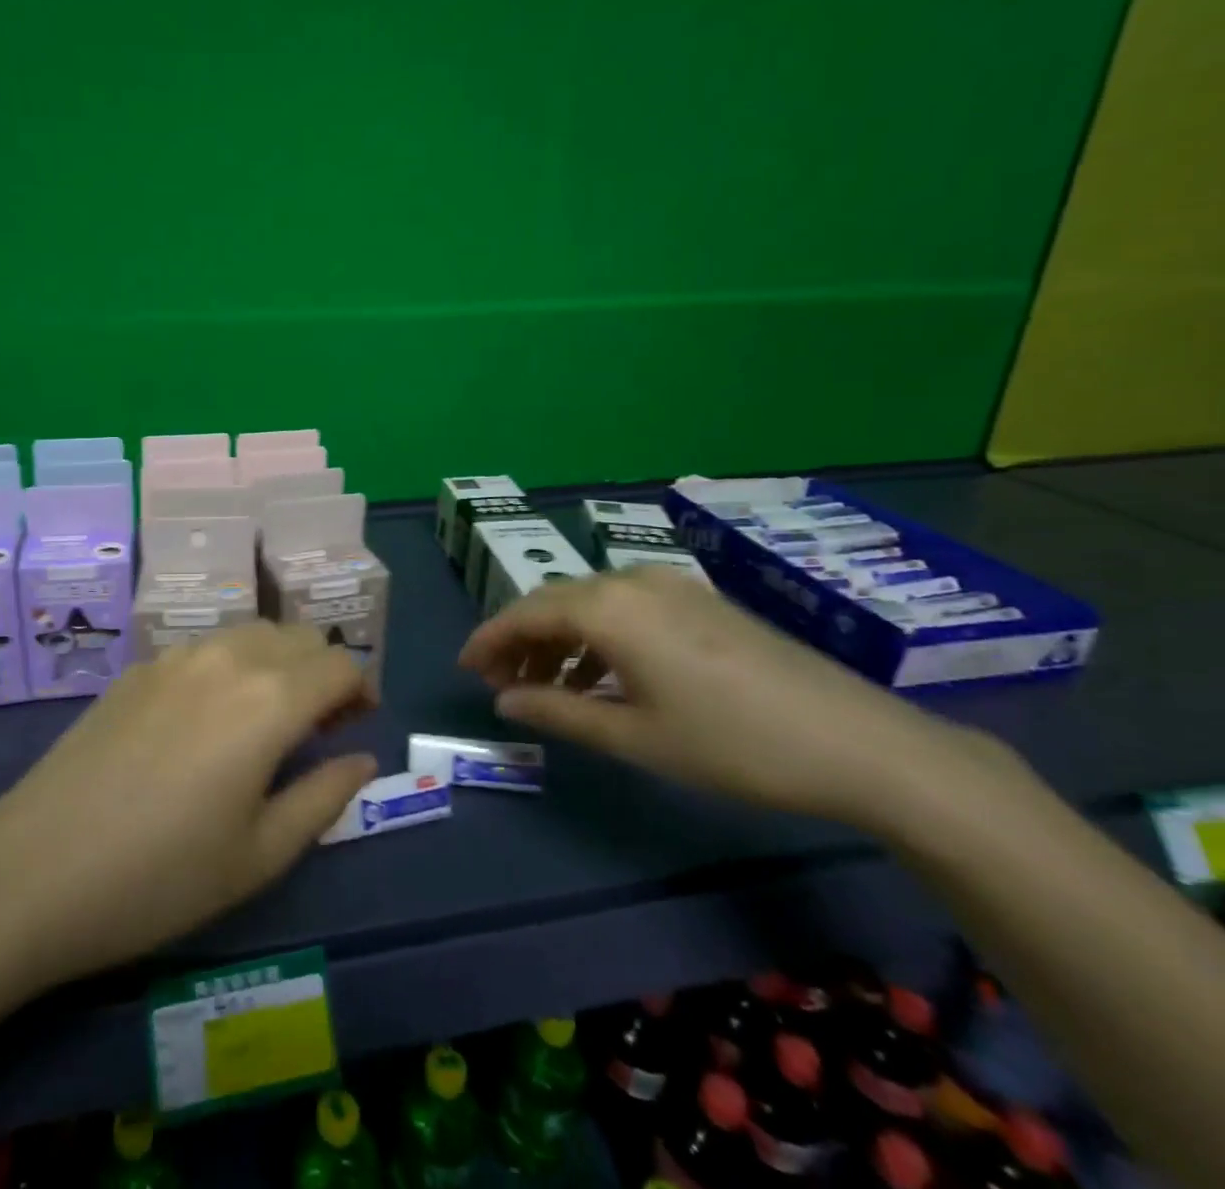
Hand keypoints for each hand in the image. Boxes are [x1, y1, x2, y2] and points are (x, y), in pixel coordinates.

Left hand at [0, 624, 376, 987]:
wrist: (36, 868)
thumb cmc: (161, 877)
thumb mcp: (260, 854)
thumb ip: (324, 797)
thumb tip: (361, 758)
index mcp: (269, 700)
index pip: (340, 663)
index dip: (361, 689)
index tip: (357, 725)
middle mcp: (228, 658)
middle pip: (298, 636)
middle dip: (323, 670)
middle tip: (318, 726)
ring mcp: (177, 657)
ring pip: (251, 633)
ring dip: (278, 662)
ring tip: (266, 717)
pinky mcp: (139, 668)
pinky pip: (206, 647)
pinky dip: (231, 665)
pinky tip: (207, 718)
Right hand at [459, 567, 1007, 826]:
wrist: (860, 743)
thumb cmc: (732, 743)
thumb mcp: (634, 736)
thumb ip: (558, 712)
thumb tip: (503, 701)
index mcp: (608, 608)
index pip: (524, 612)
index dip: (488, 639)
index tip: (466, 669)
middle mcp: (632, 581)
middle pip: (554, 602)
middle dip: (520, 641)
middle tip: (501, 683)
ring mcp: (671, 586)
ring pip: (590, 604)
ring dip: (558, 640)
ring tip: (546, 687)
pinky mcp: (700, 600)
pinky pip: (626, 608)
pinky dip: (598, 638)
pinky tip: (601, 678)